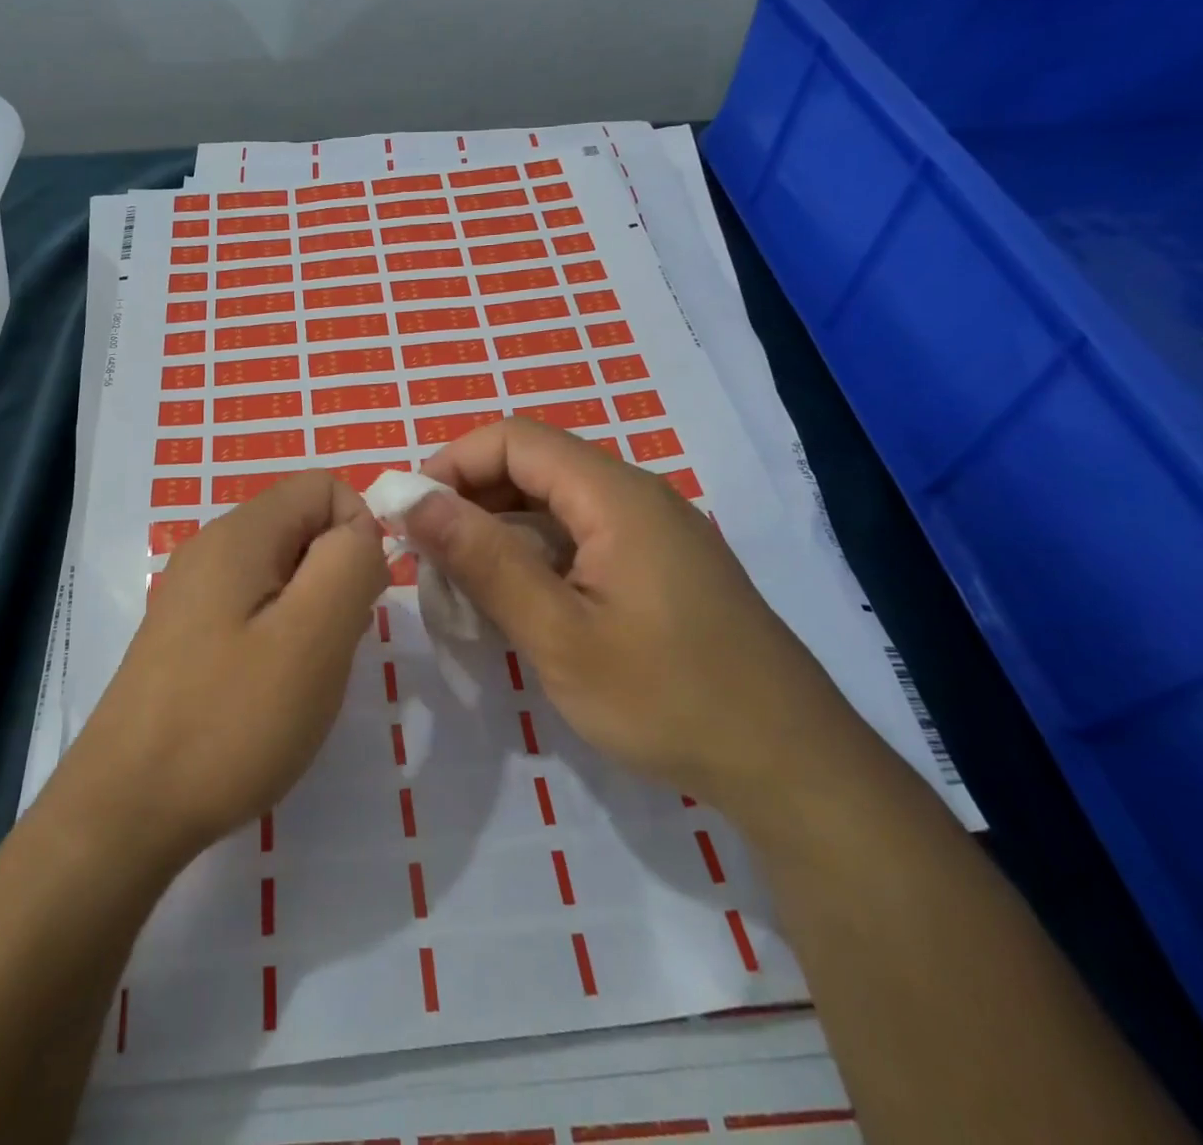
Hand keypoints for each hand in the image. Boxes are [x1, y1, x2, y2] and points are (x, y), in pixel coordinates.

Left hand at [59, 471, 388, 869]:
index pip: (325, 486)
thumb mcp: (313, 635)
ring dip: (312, 614)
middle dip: (336, 578)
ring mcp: (195, 593)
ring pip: (285, 573)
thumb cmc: (230, 720)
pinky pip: (257, 609)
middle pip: (304, 527)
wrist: (126, 811)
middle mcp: (212, 548)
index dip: (358, 532)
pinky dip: (282, 638)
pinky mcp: (188, 635)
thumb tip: (361, 533)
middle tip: (328, 648)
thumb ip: (349, 562)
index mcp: (240, 533)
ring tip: (300, 676)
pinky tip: (270, 691)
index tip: (356, 602)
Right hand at [406, 419, 865, 823]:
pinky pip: (579, 537)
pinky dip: (534, 557)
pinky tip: (516, 605)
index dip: (452, 464)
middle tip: (429, 561)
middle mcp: (634, 495)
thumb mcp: (560, 635)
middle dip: (470, 500)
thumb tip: (415, 500)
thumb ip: (485, 561)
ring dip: (498, 533)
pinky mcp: (657, 564)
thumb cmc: (669, 699)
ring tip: (462, 589)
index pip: (513, 438)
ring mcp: (650, 530)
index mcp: (614, 494)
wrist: (791, 764)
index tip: (411, 518)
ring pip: (553, 504)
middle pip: (532, 465)